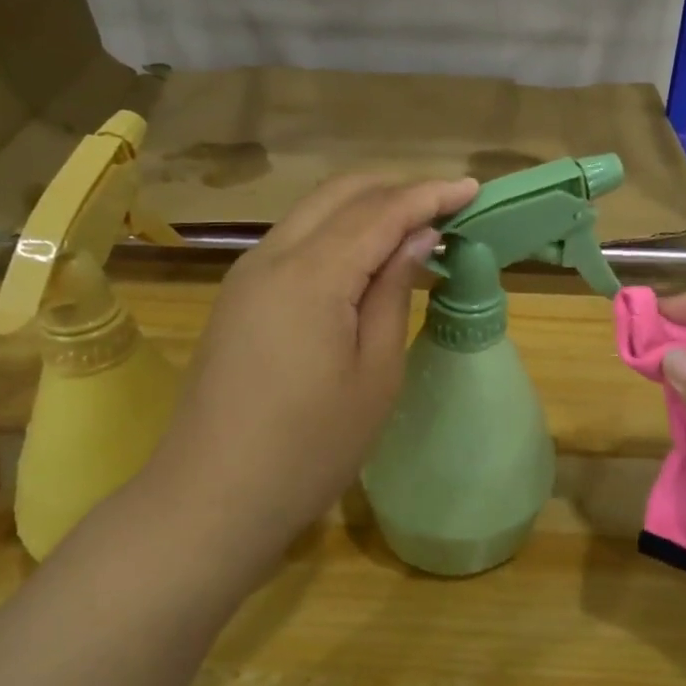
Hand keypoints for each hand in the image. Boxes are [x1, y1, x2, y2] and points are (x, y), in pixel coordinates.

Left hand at [143, 174, 478, 583]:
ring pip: (313, 210)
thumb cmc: (310, 448)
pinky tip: (364, 255)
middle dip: (396, 187)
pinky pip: (295, 239)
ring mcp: (247, 274)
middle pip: (341, 192)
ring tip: (413, 225)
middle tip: (446, 204)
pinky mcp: (238, 296)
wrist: (212, 498)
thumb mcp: (374, 374)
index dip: (429, 194)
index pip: (380, 210)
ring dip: (366, 205)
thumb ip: (393, 291)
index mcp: (311, 275)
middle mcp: (272, 256)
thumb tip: (417, 236)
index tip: (473, 188)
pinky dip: (337, 230)